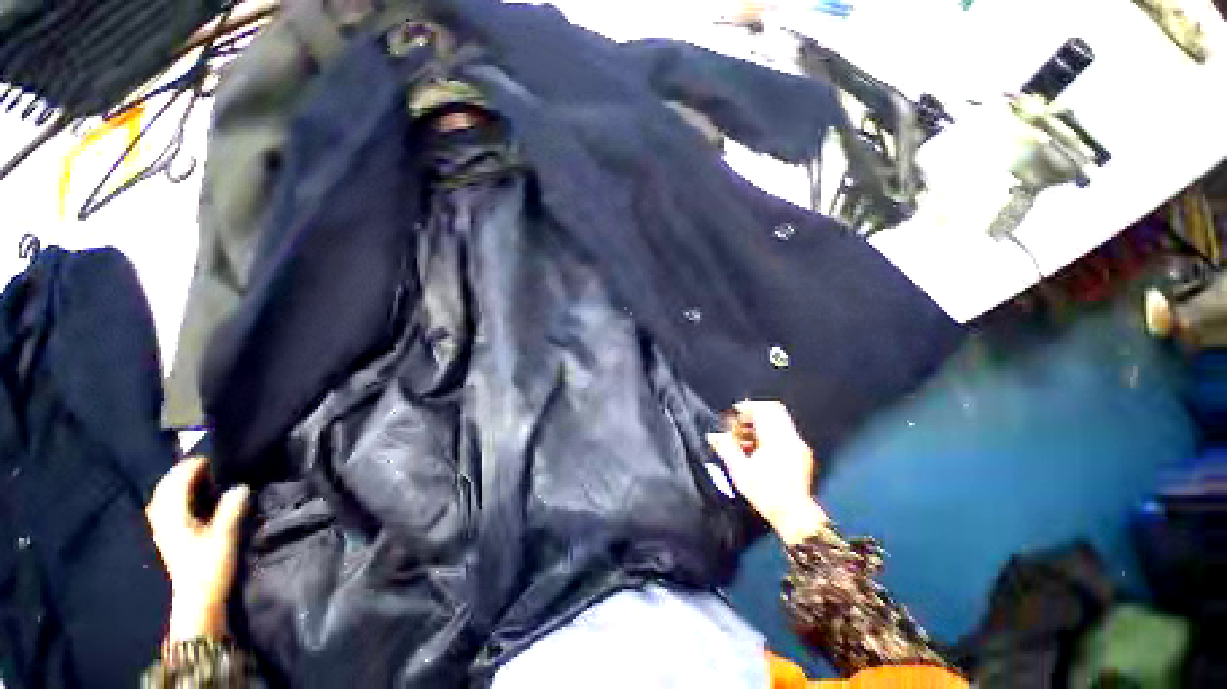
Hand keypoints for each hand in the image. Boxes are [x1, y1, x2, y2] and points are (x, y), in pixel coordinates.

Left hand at [146, 457, 249, 641]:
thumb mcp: (224, 536)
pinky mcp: (167, 537)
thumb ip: (231, 509)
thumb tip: (241, 486)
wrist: (197, 599)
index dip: (190, 467)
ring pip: (162, 498)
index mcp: (173, 516)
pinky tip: (188, 498)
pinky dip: (175, 497)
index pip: (176, 483)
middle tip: (203, 464)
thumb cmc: (209, 566)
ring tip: (196, 477)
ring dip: (176, 484)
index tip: (209, 457)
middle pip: (165, 488)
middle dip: (180, 473)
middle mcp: (162, 519)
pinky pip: (165, 508)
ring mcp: (163, 529)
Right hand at [707, 401, 827, 544]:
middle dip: (755, 413)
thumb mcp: (740, 471)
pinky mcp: (802, 455)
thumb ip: (726, 449)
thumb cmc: (767, 495)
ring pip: (780, 422)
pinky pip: (785, 434)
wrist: (794, 516)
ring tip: (745, 438)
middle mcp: (790, 439)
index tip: (736, 412)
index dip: (748, 406)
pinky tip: (758, 449)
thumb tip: (714, 436)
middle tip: (740, 423)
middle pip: (774, 411)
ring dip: (762, 424)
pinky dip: (771, 434)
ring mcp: (798, 447)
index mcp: (776, 439)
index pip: (765, 409)